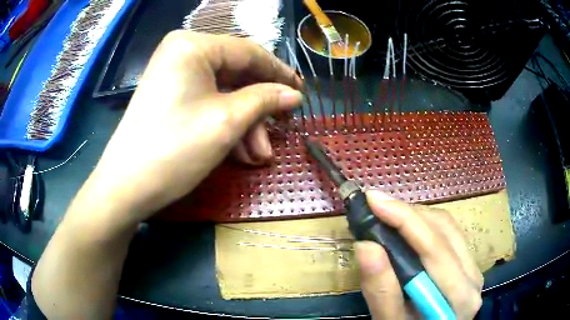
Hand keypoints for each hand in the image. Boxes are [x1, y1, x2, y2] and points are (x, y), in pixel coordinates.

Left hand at [76, 31, 302, 230]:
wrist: (126, 187)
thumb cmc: (174, 149)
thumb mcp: (227, 121)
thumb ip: (265, 100)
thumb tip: (294, 94)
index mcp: (193, 45)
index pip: (248, 52)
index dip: (279, 73)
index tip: (301, 93)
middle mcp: (182, 52)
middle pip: (236, 73)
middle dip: (258, 108)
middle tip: (279, 133)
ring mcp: (174, 74)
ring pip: (223, 92)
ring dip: (244, 122)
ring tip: (257, 155)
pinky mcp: (169, 95)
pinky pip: (207, 102)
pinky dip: (225, 124)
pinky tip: (239, 151)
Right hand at [355, 191, 482, 318]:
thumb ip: (382, 291)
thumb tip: (366, 246)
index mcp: (459, 297)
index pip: (434, 248)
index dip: (404, 219)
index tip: (373, 200)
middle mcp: (473, 276)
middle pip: (444, 230)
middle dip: (407, 213)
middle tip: (374, 206)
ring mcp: (473, 268)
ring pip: (447, 227)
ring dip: (415, 216)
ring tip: (387, 215)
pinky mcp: (467, 264)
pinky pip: (449, 233)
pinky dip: (424, 225)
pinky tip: (406, 228)